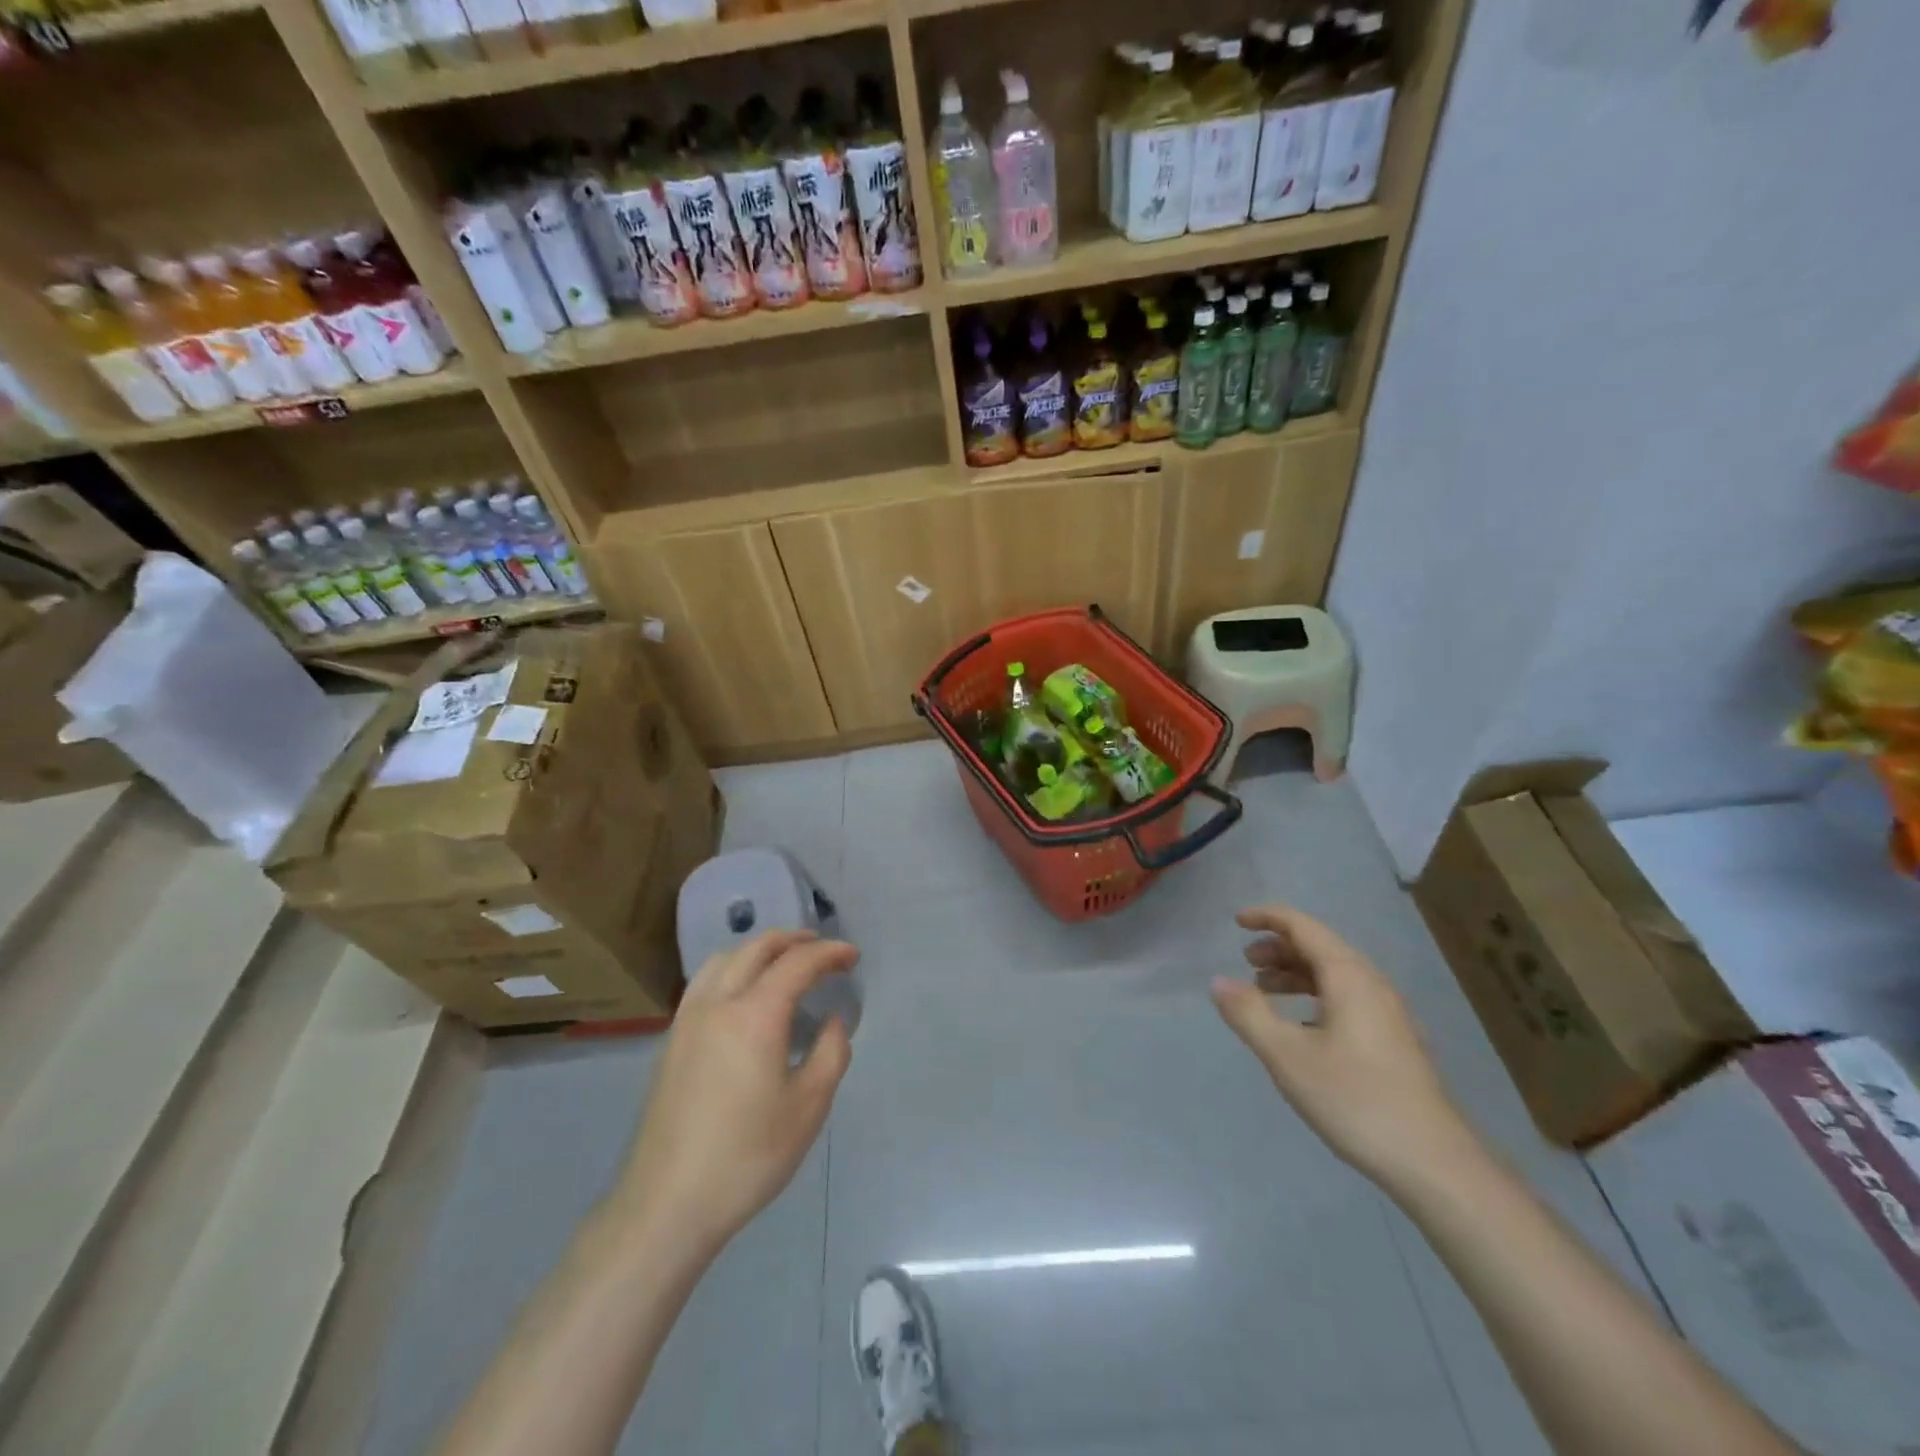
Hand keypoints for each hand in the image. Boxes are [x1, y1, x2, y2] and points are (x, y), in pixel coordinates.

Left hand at [614, 931, 855, 1255]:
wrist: (667, 1203)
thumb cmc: (747, 1155)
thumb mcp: (809, 1107)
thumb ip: (831, 1053)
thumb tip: (833, 1022)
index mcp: (755, 1014)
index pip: (798, 963)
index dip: (830, 953)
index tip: (853, 957)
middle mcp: (718, 1002)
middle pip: (757, 948)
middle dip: (794, 941)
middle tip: (822, 951)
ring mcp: (688, 1019)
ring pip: (725, 958)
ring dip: (760, 950)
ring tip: (783, 964)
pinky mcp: (671, 1040)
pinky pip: (705, 981)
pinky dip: (733, 969)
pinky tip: (744, 995)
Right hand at [1211, 905, 1478, 1192]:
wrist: (1434, 1163)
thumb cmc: (1355, 1100)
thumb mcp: (1287, 1056)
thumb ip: (1248, 1013)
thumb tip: (1219, 981)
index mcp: (1348, 977)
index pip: (1303, 926)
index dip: (1268, 917)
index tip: (1237, 921)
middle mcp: (1371, 984)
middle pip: (1320, 947)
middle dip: (1279, 947)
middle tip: (1246, 961)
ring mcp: (1388, 1014)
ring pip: (1335, 974)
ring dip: (1296, 973)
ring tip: (1265, 990)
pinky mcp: (1395, 1041)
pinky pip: (1347, 998)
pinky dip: (1315, 996)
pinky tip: (1300, 1026)